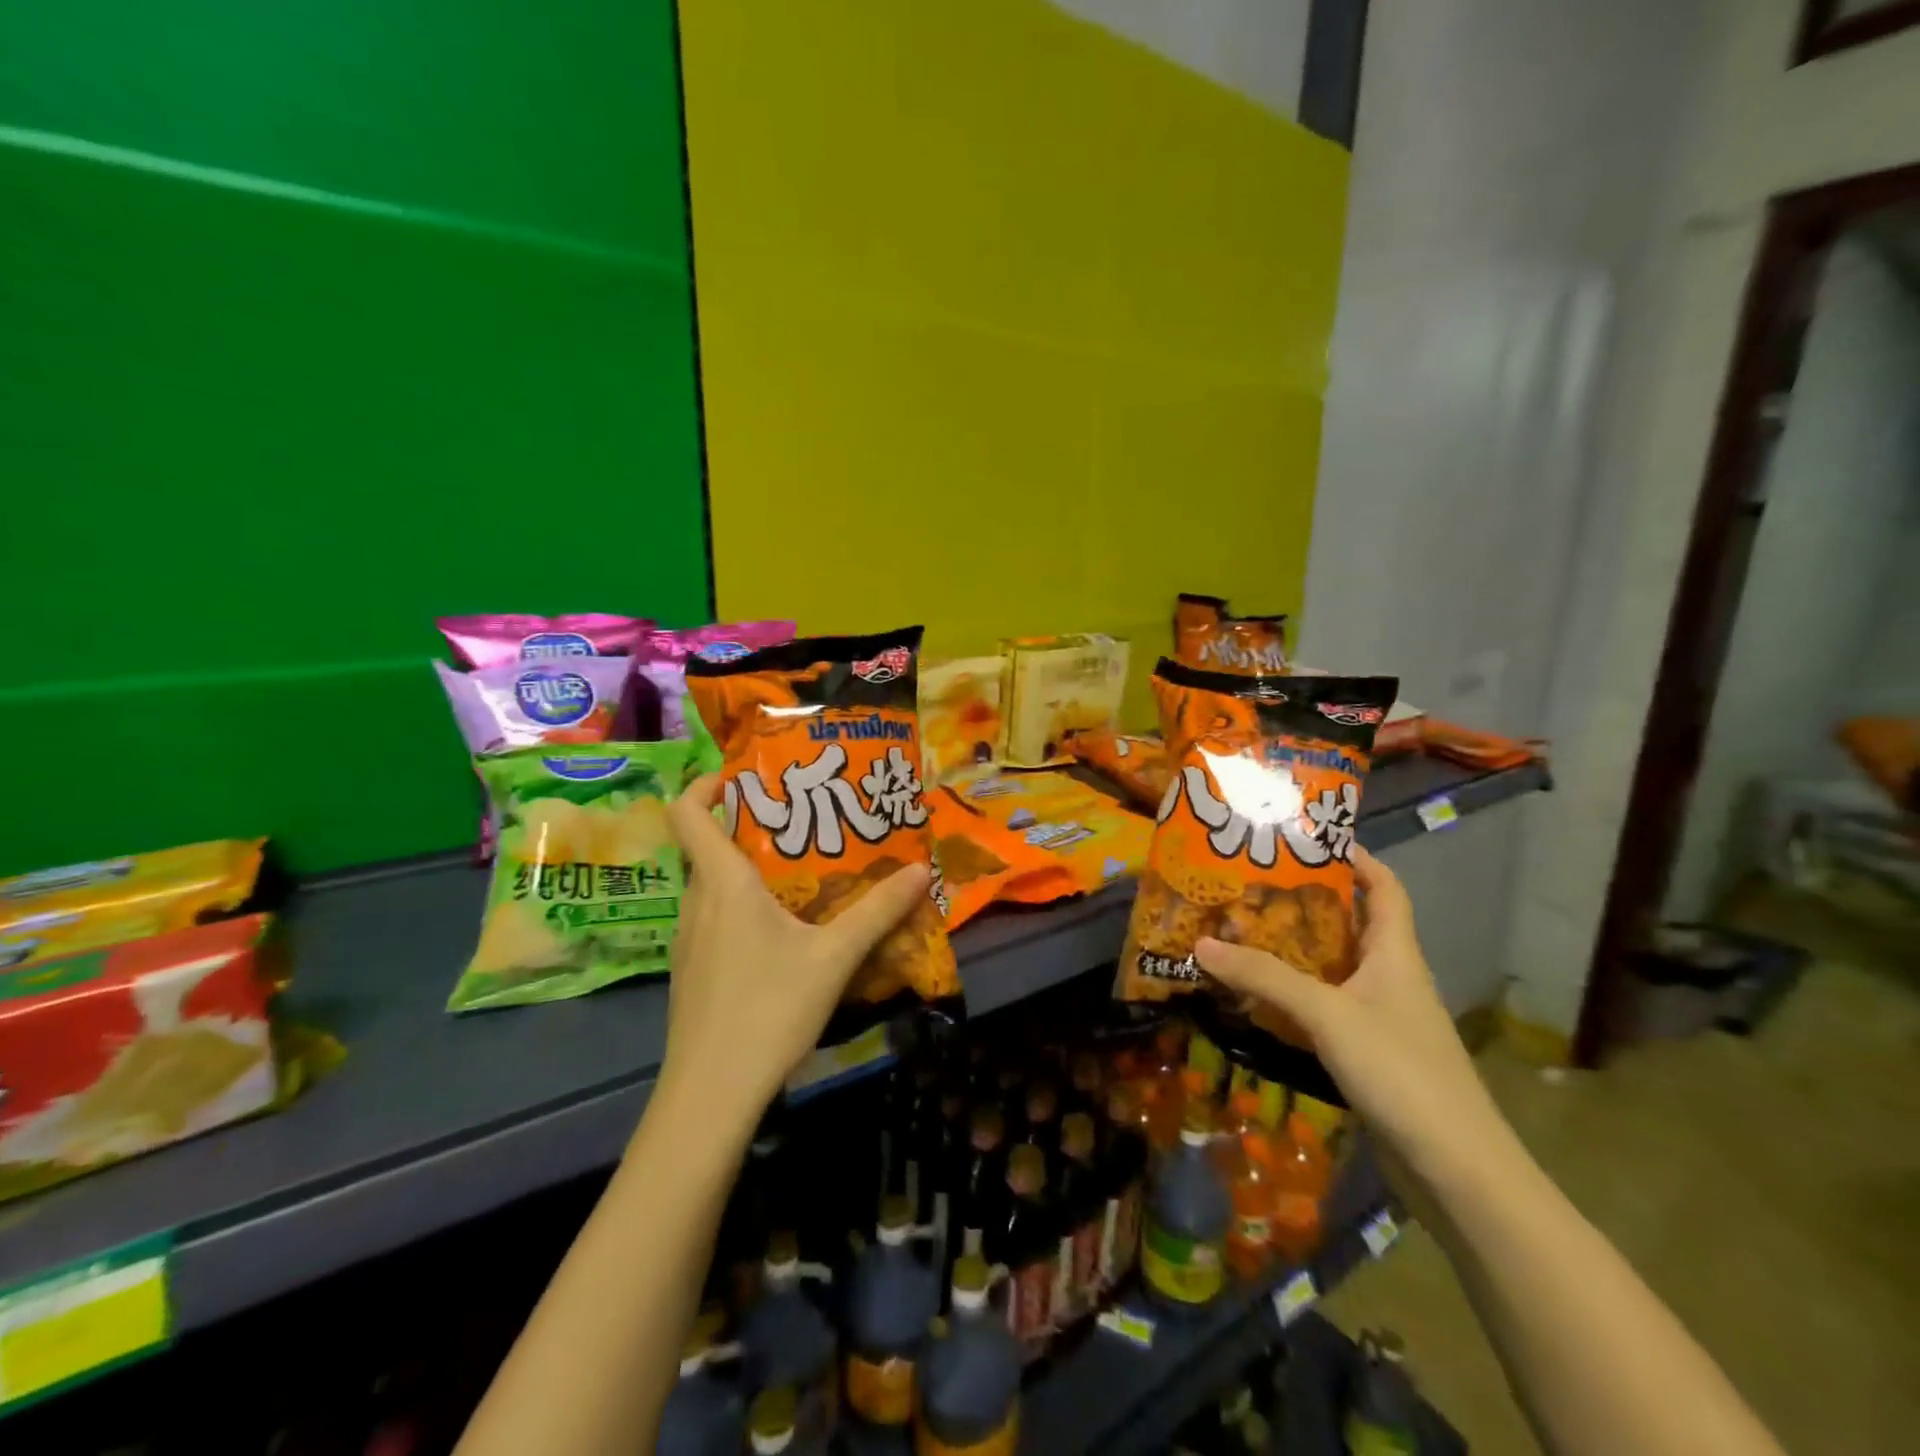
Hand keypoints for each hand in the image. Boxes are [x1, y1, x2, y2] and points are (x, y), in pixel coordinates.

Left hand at [658, 774, 930, 1129]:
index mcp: (723, 883)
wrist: (711, 1095)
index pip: (689, 813)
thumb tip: (919, 869)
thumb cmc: (769, 1009)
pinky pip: (713, 920)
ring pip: (711, 886)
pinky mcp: (691, 972)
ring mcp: (688, 940)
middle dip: (749, 828)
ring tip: (800, 876)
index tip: (743, 776)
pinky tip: (781, 935)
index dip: (707, 784)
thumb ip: (877, 911)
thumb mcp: (834, 957)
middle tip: (800, 826)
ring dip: (747, 872)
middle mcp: (697, 902)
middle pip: (708, 847)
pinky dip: (740, 909)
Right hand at [1195, 848, 1506, 1184]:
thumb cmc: (1402, 1072)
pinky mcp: (1368, 1053)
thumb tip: (1202, 944)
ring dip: (1293, 951)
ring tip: (1241, 931)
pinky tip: (1257, 997)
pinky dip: (1292, 996)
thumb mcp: (1328, 1015)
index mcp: (1395, 954)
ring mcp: (1380, 1018)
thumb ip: (1266, 977)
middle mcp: (1390, 978)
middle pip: (1350, 925)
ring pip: (1332, 969)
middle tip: (1251, 885)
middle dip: (1304, 902)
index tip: (1310, 838)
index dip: (1357, 858)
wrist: (1457, 1170)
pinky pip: (1324, 1008)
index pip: (1385, 888)